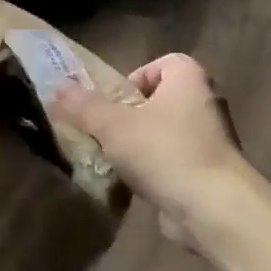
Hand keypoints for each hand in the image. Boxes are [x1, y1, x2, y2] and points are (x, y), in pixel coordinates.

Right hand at [53, 55, 244, 237]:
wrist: (214, 208)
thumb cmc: (165, 152)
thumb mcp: (112, 125)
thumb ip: (82, 106)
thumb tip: (56, 90)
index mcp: (190, 80)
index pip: (164, 62)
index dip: (136, 76)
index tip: (114, 101)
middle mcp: (206, 104)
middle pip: (161, 99)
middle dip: (131, 115)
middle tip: (106, 131)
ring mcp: (211, 141)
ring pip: (165, 133)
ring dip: (139, 145)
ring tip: (114, 160)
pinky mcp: (209, 173)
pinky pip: (173, 162)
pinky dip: (154, 170)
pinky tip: (134, 185)